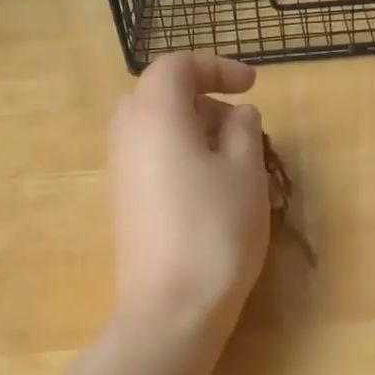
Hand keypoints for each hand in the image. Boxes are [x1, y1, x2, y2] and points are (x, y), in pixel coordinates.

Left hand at [108, 54, 270, 333]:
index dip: (216, 67)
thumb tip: (237, 113)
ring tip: (232, 158)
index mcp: (155, 116)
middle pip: (158, 94)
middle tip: (238, 123)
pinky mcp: (125, 202)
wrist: (171, 308)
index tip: (252, 85)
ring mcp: (121, 172)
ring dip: (192, 128)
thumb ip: (243, 129)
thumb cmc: (215, 230)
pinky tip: (211, 186)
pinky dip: (179, 153)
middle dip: (201, 98)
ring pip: (154, 127)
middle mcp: (127, 136)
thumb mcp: (245, 171)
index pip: (176, 67)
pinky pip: (150, 156)